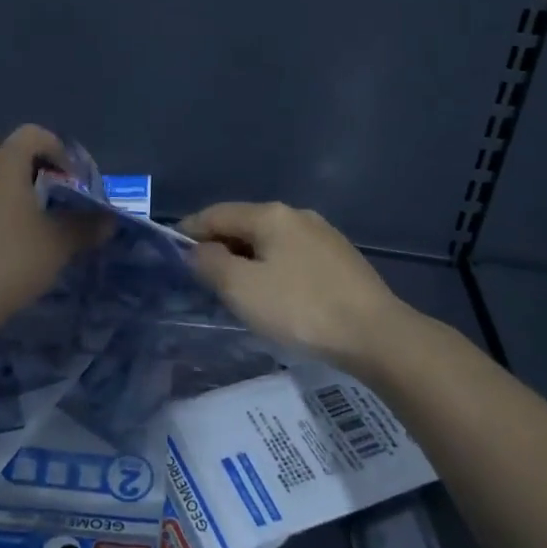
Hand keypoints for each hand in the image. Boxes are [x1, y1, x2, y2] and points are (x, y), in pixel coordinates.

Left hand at [0, 124, 105, 324]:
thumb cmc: (12, 260)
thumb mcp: (58, 244)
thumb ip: (85, 227)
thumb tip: (109, 221)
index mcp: (4, 164)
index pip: (30, 134)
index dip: (55, 147)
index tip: (69, 176)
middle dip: (4, 151)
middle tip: (27, 175)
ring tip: (16, 209)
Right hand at [179, 201, 416, 372]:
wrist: (376, 334)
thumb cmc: (300, 308)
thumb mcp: (242, 289)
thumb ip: (211, 265)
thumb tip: (197, 251)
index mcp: (269, 215)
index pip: (216, 213)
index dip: (189, 230)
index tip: (171, 251)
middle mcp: (296, 215)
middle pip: (244, 224)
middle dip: (219, 245)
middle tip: (200, 275)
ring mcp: (322, 234)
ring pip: (270, 240)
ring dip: (246, 257)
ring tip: (234, 287)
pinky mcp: (339, 258)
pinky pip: (292, 255)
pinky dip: (272, 266)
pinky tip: (274, 292)